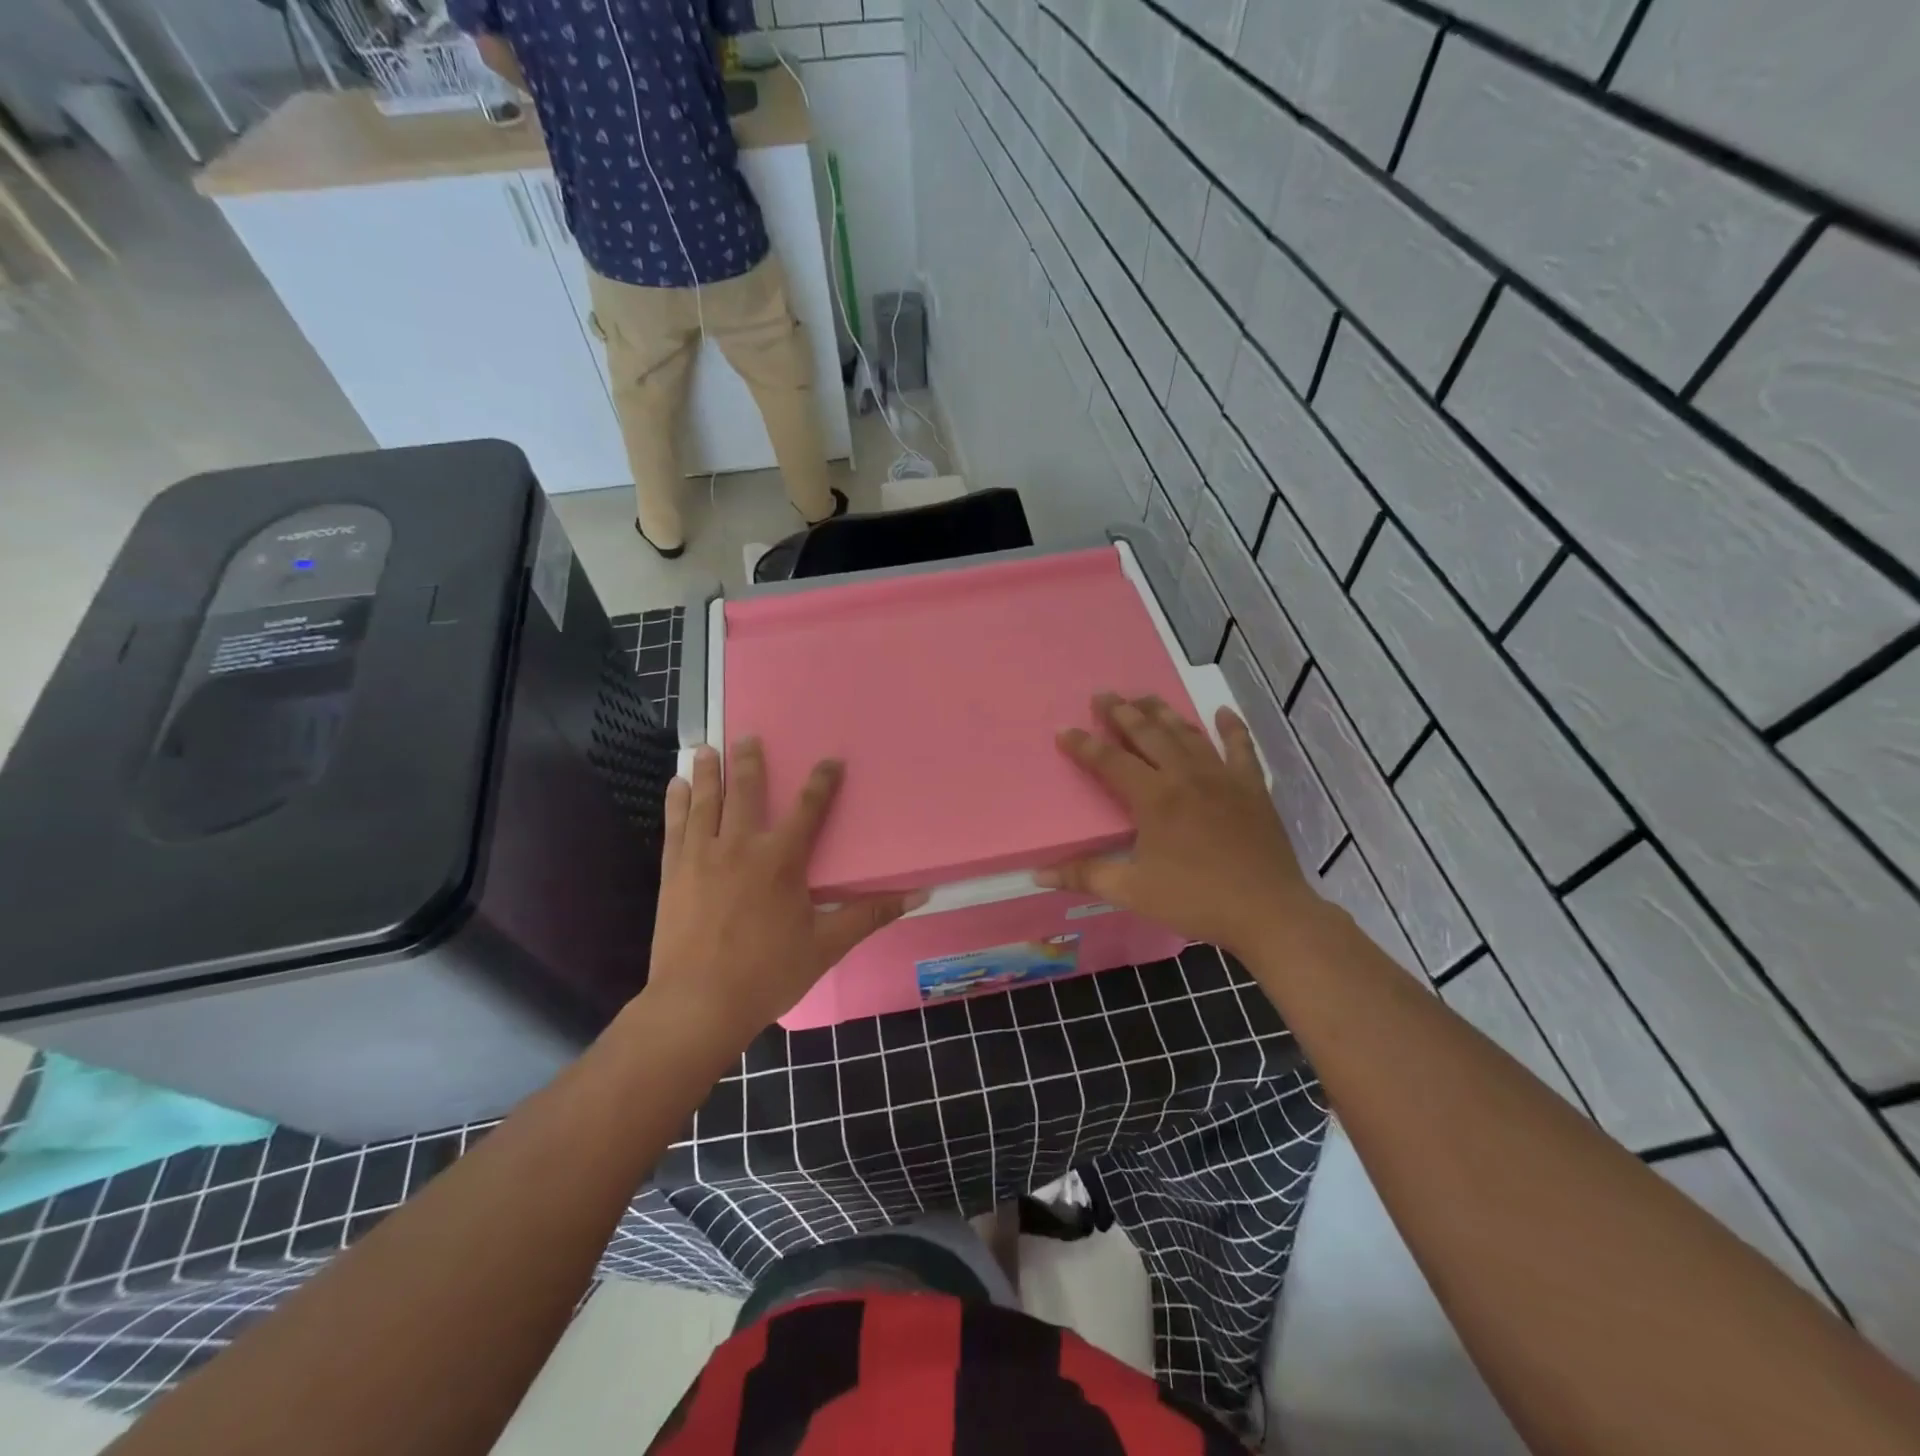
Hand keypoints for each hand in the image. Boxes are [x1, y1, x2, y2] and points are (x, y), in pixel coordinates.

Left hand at [644, 740, 922, 1048]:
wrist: (699, 1002)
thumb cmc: (769, 973)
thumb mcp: (826, 944)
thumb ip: (870, 914)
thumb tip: (920, 894)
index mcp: (782, 860)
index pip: (809, 809)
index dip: (822, 782)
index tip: (830, 760)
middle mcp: (741, 846)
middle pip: (748, 792)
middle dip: (750, 762)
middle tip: (747, 736)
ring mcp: (702, 856)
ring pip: (706, 801)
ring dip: (709, 772)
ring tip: (707, 748)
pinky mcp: (674, 872)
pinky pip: (675, 826)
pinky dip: (676, 803)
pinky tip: (675, 786)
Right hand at [1038, 694, 1317, 957]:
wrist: (1267, 912)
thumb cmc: (1195, 900)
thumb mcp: (1133, 891)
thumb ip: (1085, 876)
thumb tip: (1038, 874)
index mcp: (1154, 798)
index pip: (1110, 761)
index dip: (1084, 745)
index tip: (1063, 730)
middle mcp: (1185, 776)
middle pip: (1148, 734)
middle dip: (1121, 713)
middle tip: (1102, 695)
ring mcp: (1222, 777)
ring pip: (1187, 733)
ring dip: (1163, 712)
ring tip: (1144, 697)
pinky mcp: (1252, 787)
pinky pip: (1241, 748)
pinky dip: (1231, 727)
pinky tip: (1223, 712)